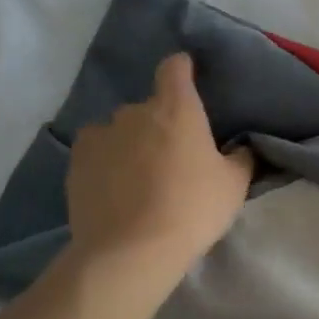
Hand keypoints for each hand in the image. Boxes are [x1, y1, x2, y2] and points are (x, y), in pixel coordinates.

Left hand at [64, 53, 253, 272]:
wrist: (131, 251)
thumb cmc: (192, 209)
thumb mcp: (234, 185)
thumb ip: (241, 158)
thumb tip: (241, 147)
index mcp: (177, 108)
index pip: (175, 68)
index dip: (182, 69)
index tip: (188, 77)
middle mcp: (135, 112)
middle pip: (149, 106)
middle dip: (160, 122)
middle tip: (173, 156)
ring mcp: (101, 135)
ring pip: (120, 130)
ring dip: (131, 143)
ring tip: (139, 177)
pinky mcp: (76, 163)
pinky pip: (96, 152)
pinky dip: (106, 162)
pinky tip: (115, 189)